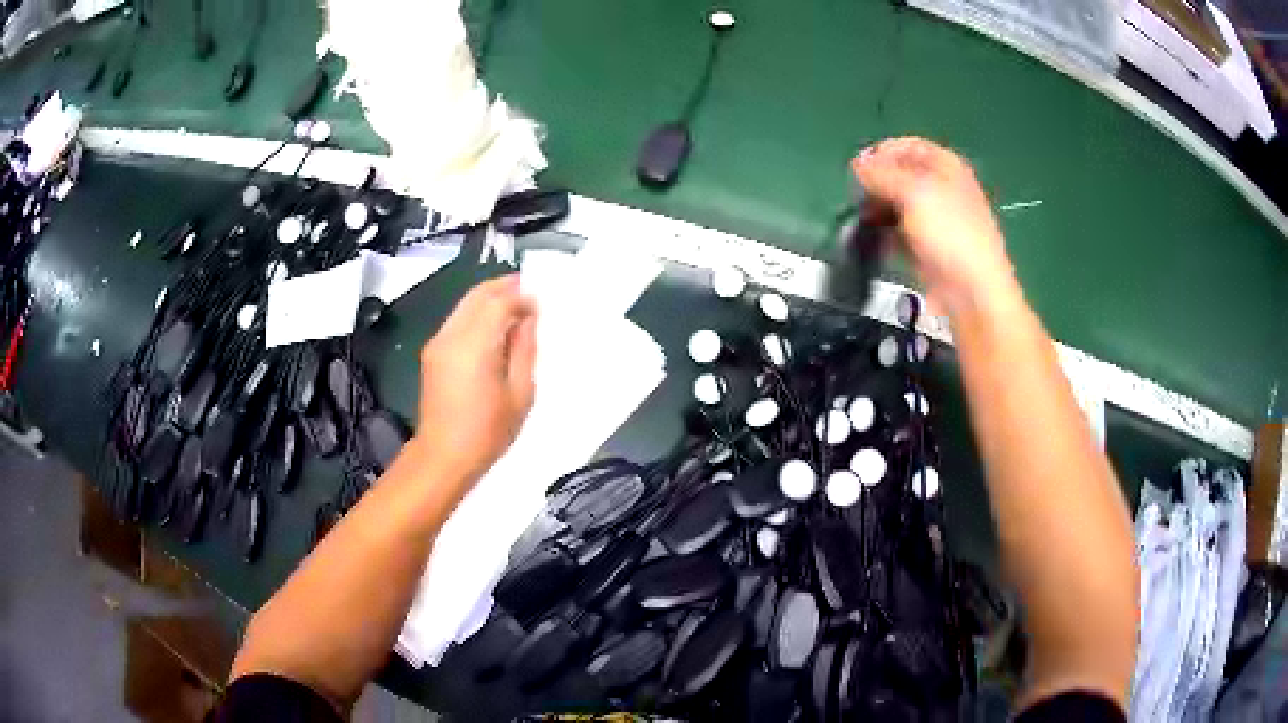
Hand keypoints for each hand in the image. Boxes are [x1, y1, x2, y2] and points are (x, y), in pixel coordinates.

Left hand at [413, 275, 536, 497]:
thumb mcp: (520, 393)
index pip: (500, 302)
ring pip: (465, 304)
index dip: (522, 297)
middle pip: (478, 295)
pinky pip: (457, 320)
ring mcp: (438, 343)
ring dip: (490, 298)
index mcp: (475, 345)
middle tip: (529, 289)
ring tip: (515, 307)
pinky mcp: (432, 353)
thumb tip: (528, 320)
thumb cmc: (487, 432)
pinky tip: (494, 328)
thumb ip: (525, 350)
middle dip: (504, 287)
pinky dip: (477, 314)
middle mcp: (451, 336)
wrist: (443, 457)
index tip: (541, 304)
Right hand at [851, 137, 1015, 311]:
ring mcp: (936, 221)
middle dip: (877, 183)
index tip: (858, 170)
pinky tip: (873, 241)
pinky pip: (900, 233)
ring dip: (878, 209)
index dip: (881, 153)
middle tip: (858, 198)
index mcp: (946, 166)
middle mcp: (942, 188)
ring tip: (863, 221)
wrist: (972, 291)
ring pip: (898, 205)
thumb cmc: (949, 233)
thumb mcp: (913, 191)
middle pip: (900, 175)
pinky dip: (886, 234)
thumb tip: (857, 164)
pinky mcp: (928, 248)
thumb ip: (881, 173)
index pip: (907, 146)